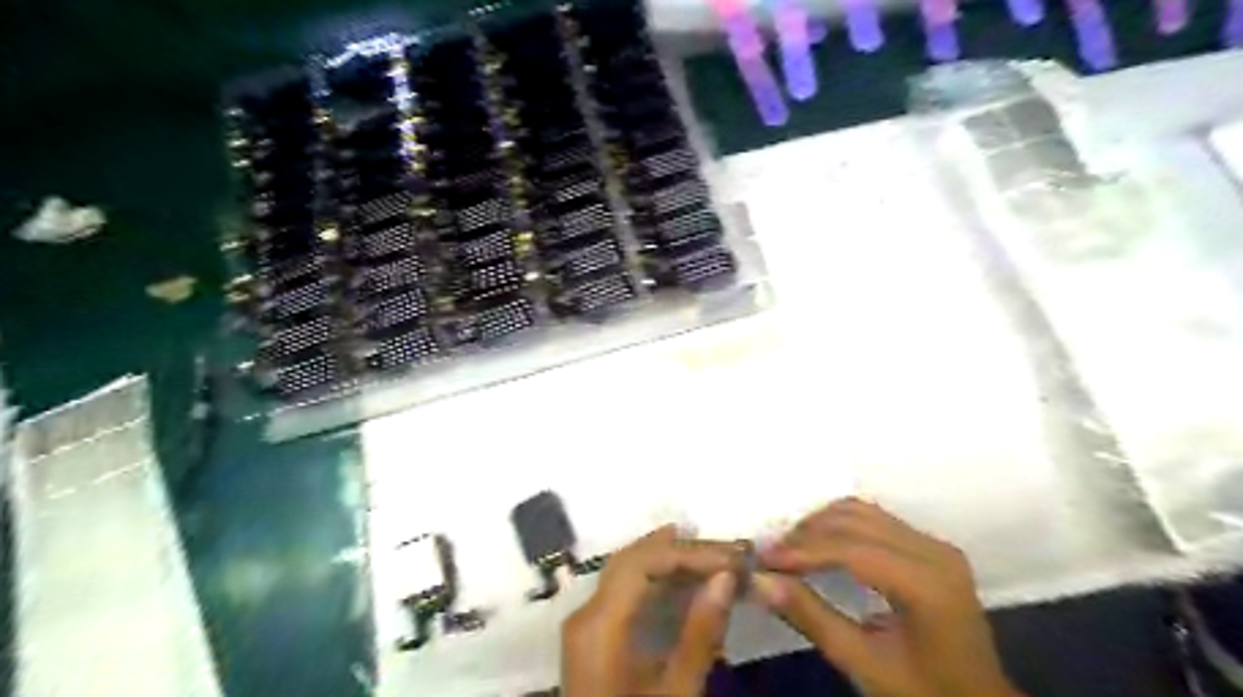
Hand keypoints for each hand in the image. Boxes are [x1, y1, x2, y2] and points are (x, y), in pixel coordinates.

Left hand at [561, 528, 735, 696]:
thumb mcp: (676, 695)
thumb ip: (700, 632)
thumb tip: (726, 576)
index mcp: (600, 626)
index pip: (643, 563)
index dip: (690, 553)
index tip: (733, 558)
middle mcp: (586, 614)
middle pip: (630, 560)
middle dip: (680, 549)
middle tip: (727, 548)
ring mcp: (585, 625)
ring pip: (624, 571)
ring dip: (667, 559)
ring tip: (710, 553)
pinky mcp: (592, 637)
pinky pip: (622, 591)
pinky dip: (654, 578)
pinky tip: (680, 578)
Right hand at [752, 499, 1024, 696]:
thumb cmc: (923, 691)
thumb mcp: (863, 664)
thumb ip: (810, 616)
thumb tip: (760, 580)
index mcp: (927, 584)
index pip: (852, 549)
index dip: (802, 550)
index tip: (762, 557)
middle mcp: (934, 551)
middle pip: (856, 521)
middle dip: (807, 533)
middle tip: (770, 553)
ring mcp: (935, 545)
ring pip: (863, 511)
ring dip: (820, 523)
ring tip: (789, 548)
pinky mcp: (930, 546)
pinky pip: (875, 519)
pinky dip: (839, 525)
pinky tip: (817, 543)